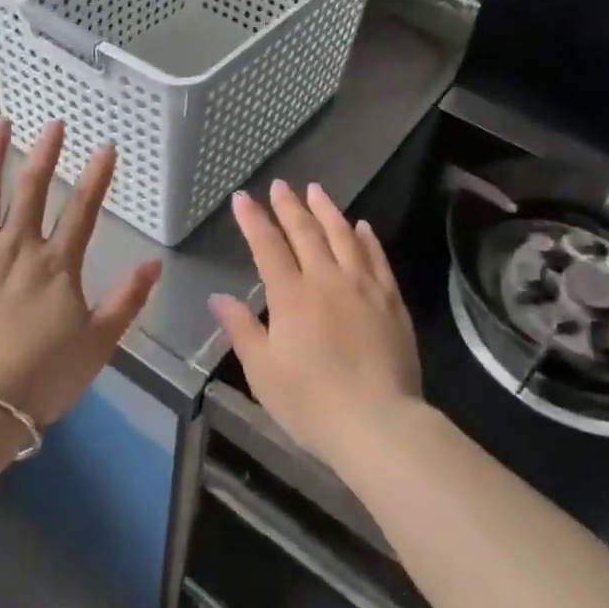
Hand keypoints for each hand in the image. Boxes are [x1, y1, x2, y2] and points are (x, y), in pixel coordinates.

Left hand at [0, 117, 160, 427]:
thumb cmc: (40, 378)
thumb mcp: (98, 343)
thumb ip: (126, 300)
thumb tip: (154, 263)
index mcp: (56, 264)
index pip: (82, 209)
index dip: (96, 176)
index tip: (106, 146)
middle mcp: (16, 247)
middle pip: (32, 189)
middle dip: (46, 153)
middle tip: (54, 123)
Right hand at [210, 180, 421, 470]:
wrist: (378, 422)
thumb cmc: (311, 402)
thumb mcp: (263, 372)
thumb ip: (241, 330)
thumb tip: (218, 298)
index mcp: (291, 296)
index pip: (268, 246)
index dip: (253, 220)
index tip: (242, 198)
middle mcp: (326, 279)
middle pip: (306, 232)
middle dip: (290, 206)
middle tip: (281, 185)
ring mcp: (363, 286)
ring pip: (343, 236)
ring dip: (327, 210)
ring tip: (316, 190)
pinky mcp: (391, 300)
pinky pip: (377, 258)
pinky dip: (367, 238)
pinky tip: (362, 226)